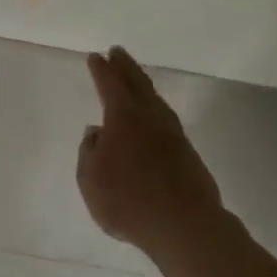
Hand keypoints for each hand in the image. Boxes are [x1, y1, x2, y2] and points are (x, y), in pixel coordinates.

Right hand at [77, 46, 225, 256]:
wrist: (184, 225)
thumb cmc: (128, 201)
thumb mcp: (91, 180)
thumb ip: (89, 152)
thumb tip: (96, 132)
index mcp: (123, 118)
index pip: (110, 85)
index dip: (101, 70)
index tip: (96, 56)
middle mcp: (150, 118)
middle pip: (137, 84)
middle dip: (125, 67)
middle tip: (117, 52)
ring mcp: (173, 134)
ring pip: (155, 100)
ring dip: (143, 85)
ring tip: (135, 80)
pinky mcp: (187, 152)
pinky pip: (166, 118)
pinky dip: (155, 108)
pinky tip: (152, 117)